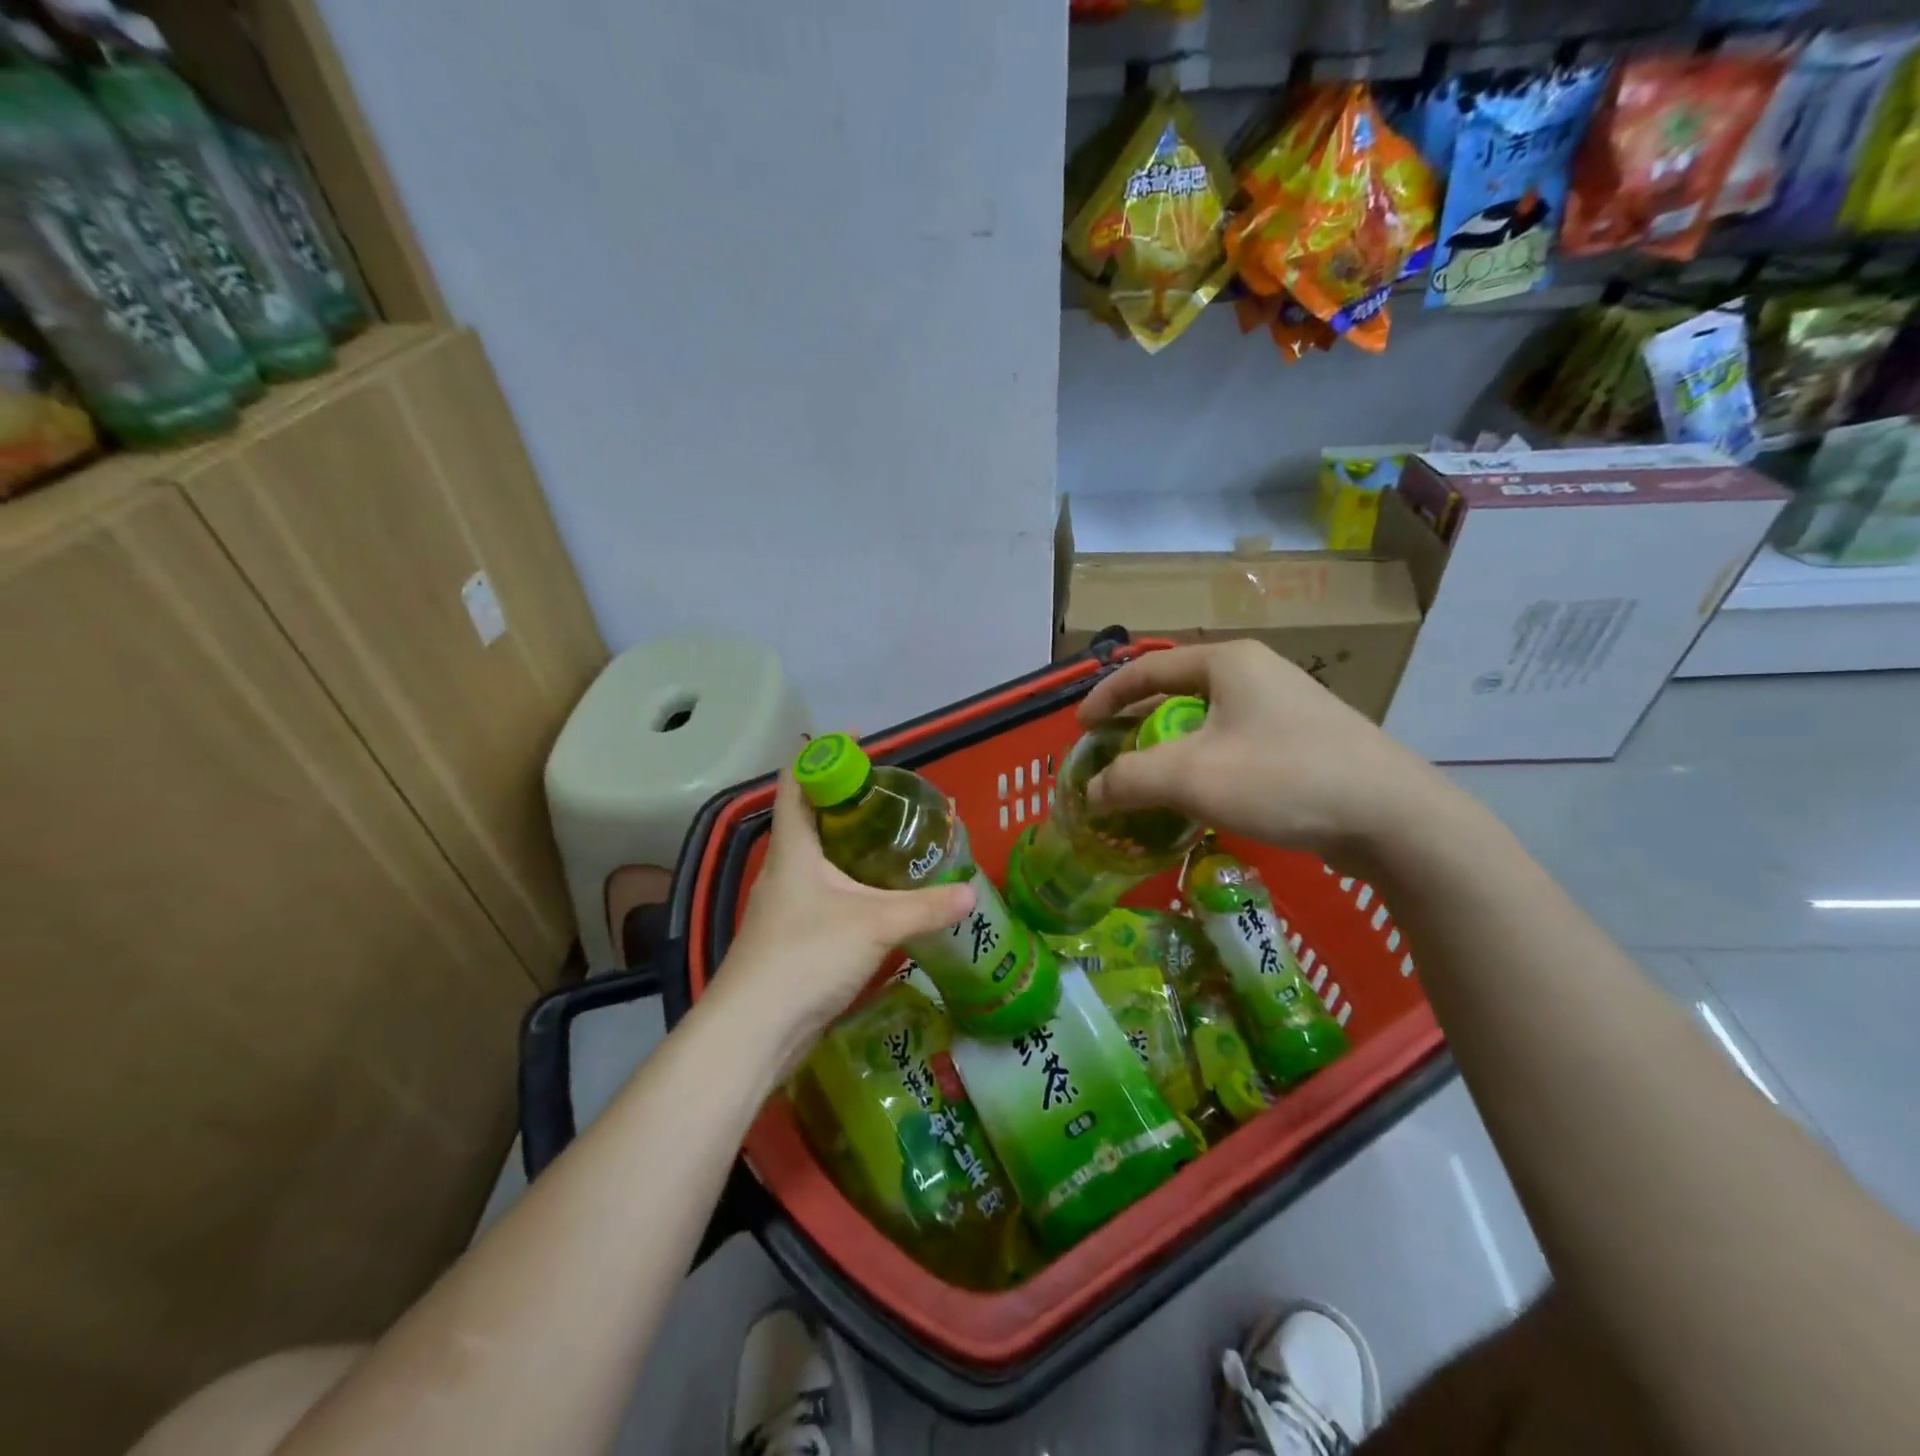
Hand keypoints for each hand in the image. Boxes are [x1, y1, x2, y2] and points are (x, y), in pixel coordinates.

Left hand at [716, 769, 974, 1064]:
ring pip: (817, 858)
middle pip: (810, 817)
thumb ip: (925, 907)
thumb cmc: (806, 956)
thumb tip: (971, 893)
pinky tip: (878, 898)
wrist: (753, 1030)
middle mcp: (784, 868)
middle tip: (892, 796)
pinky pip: (823, 893)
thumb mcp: (875, 925)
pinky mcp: (791, 936)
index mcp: (794, 848)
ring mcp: (784, 904)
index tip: (861, 742)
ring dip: (848, 844)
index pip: (797, 780)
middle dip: (847, 800)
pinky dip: (849, 883)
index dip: (823, 753)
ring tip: (892, 841)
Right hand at [1078, 640, 1453, 865]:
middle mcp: (1258, 674)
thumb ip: (1129, 779)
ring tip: (1152, 783)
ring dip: (1173, 751)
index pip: (1148, 669)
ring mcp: (1288, 708)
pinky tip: (1205, 799)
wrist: (1394, 819)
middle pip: (1178, 695)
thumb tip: (1091, 792)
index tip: (1080, 728)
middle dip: (1139, 727)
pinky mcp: (1307, 743)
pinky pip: (1238, 746)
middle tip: (1113, 758)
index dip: (1106, 696)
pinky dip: (1208, 766)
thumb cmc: (1282, 778)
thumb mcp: (1190, 777)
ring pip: (1209, 724)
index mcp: (1228, 663)